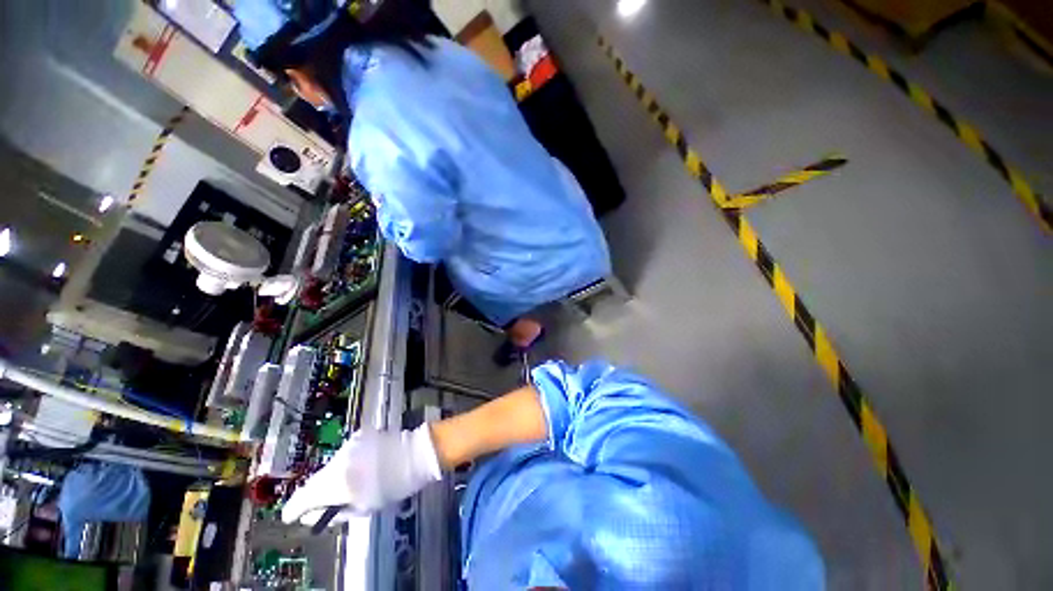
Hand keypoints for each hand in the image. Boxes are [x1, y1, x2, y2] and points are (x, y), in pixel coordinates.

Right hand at [281, 425, 442, 525]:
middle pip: (316, 481)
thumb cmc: (392, 485)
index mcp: (336, 483)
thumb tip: (313, 515)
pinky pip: (346, 453)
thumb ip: (334, 513)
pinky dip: (349, 462)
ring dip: (335, 476)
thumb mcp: (363, 508)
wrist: (415, 453)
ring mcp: (348, 445)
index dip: (294, 510)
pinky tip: (364, 466)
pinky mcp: (360, 434)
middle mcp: (337, 461)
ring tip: (353, 483)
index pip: (302, 498)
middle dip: (318, 493)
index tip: (291, 517)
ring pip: (331, 466)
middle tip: (326, 502)